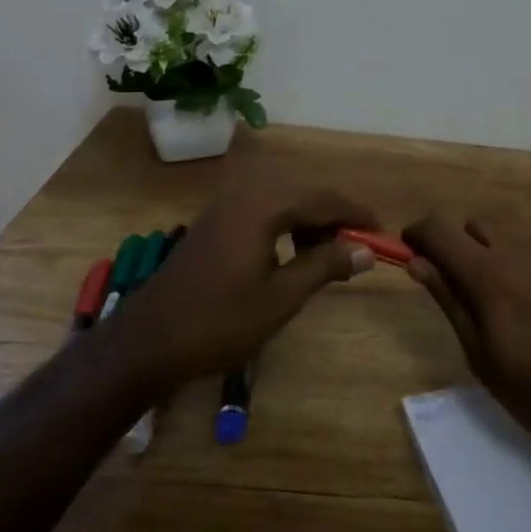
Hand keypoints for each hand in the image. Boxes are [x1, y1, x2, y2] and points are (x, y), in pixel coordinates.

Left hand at [108, 184, 376, 394]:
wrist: (148, 341)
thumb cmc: (220, 322)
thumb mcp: (281, 298)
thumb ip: (325, 265)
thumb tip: (366, 250)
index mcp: (263, 205)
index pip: (323, 197)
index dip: (356, 213)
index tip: (382, 232)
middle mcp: (244, 193)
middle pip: (303, 189)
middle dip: (334, 214)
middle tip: (356, 245)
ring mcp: (225, 205)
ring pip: (282, 196)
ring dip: (310, 217)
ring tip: (327, 252)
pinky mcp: (214, 220)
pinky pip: (262, 207)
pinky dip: (285, 221)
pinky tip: (291, 251)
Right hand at [403, 212, 530, 467]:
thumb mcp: (482, 356)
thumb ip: (449, 301)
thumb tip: (417, 262)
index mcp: (489, 274)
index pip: (439, 228)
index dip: (419, 232)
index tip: (412, 250)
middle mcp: (522, 250)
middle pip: (477, 223)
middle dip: (460, 243)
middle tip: (464, 285)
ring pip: (512, 236)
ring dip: (497, 254)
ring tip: (509, 302)